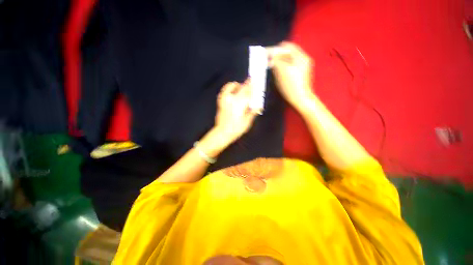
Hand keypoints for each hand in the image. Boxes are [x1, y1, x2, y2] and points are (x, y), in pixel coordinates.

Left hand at [214, 80, 257, 143]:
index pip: (248, 92)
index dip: (253, 85)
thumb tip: (258, 106)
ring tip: (242, 88)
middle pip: (241, 87)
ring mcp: (225, 99)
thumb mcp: (247, 122)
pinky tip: (233, 91)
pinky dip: (230, 87)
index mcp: (239, 104)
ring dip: (238, 85)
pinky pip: (225, 90)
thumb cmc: (236, 128)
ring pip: (231, 86)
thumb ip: (252, 112)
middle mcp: (232, 99)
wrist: (222, 132)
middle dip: (247, 84)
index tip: (256, 80)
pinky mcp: (220, 101)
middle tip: (251, 82)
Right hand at [267, 42, 314, 109]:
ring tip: (270, 65)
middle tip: (267, 60)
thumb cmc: (291, 87)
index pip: (286, 47)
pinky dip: (282, 66)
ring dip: (279, 60)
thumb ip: (276, 61)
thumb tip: (271, 56)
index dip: (275, 49)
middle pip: (288, 52)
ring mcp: (302, 67)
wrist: (301, 100)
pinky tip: (277, 71)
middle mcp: (303, 59)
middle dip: (277, 55)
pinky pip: (289, 65)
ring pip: (288, 59)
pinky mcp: (300, 73)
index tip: (265, 53)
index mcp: (301, 57)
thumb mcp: (282, 72)